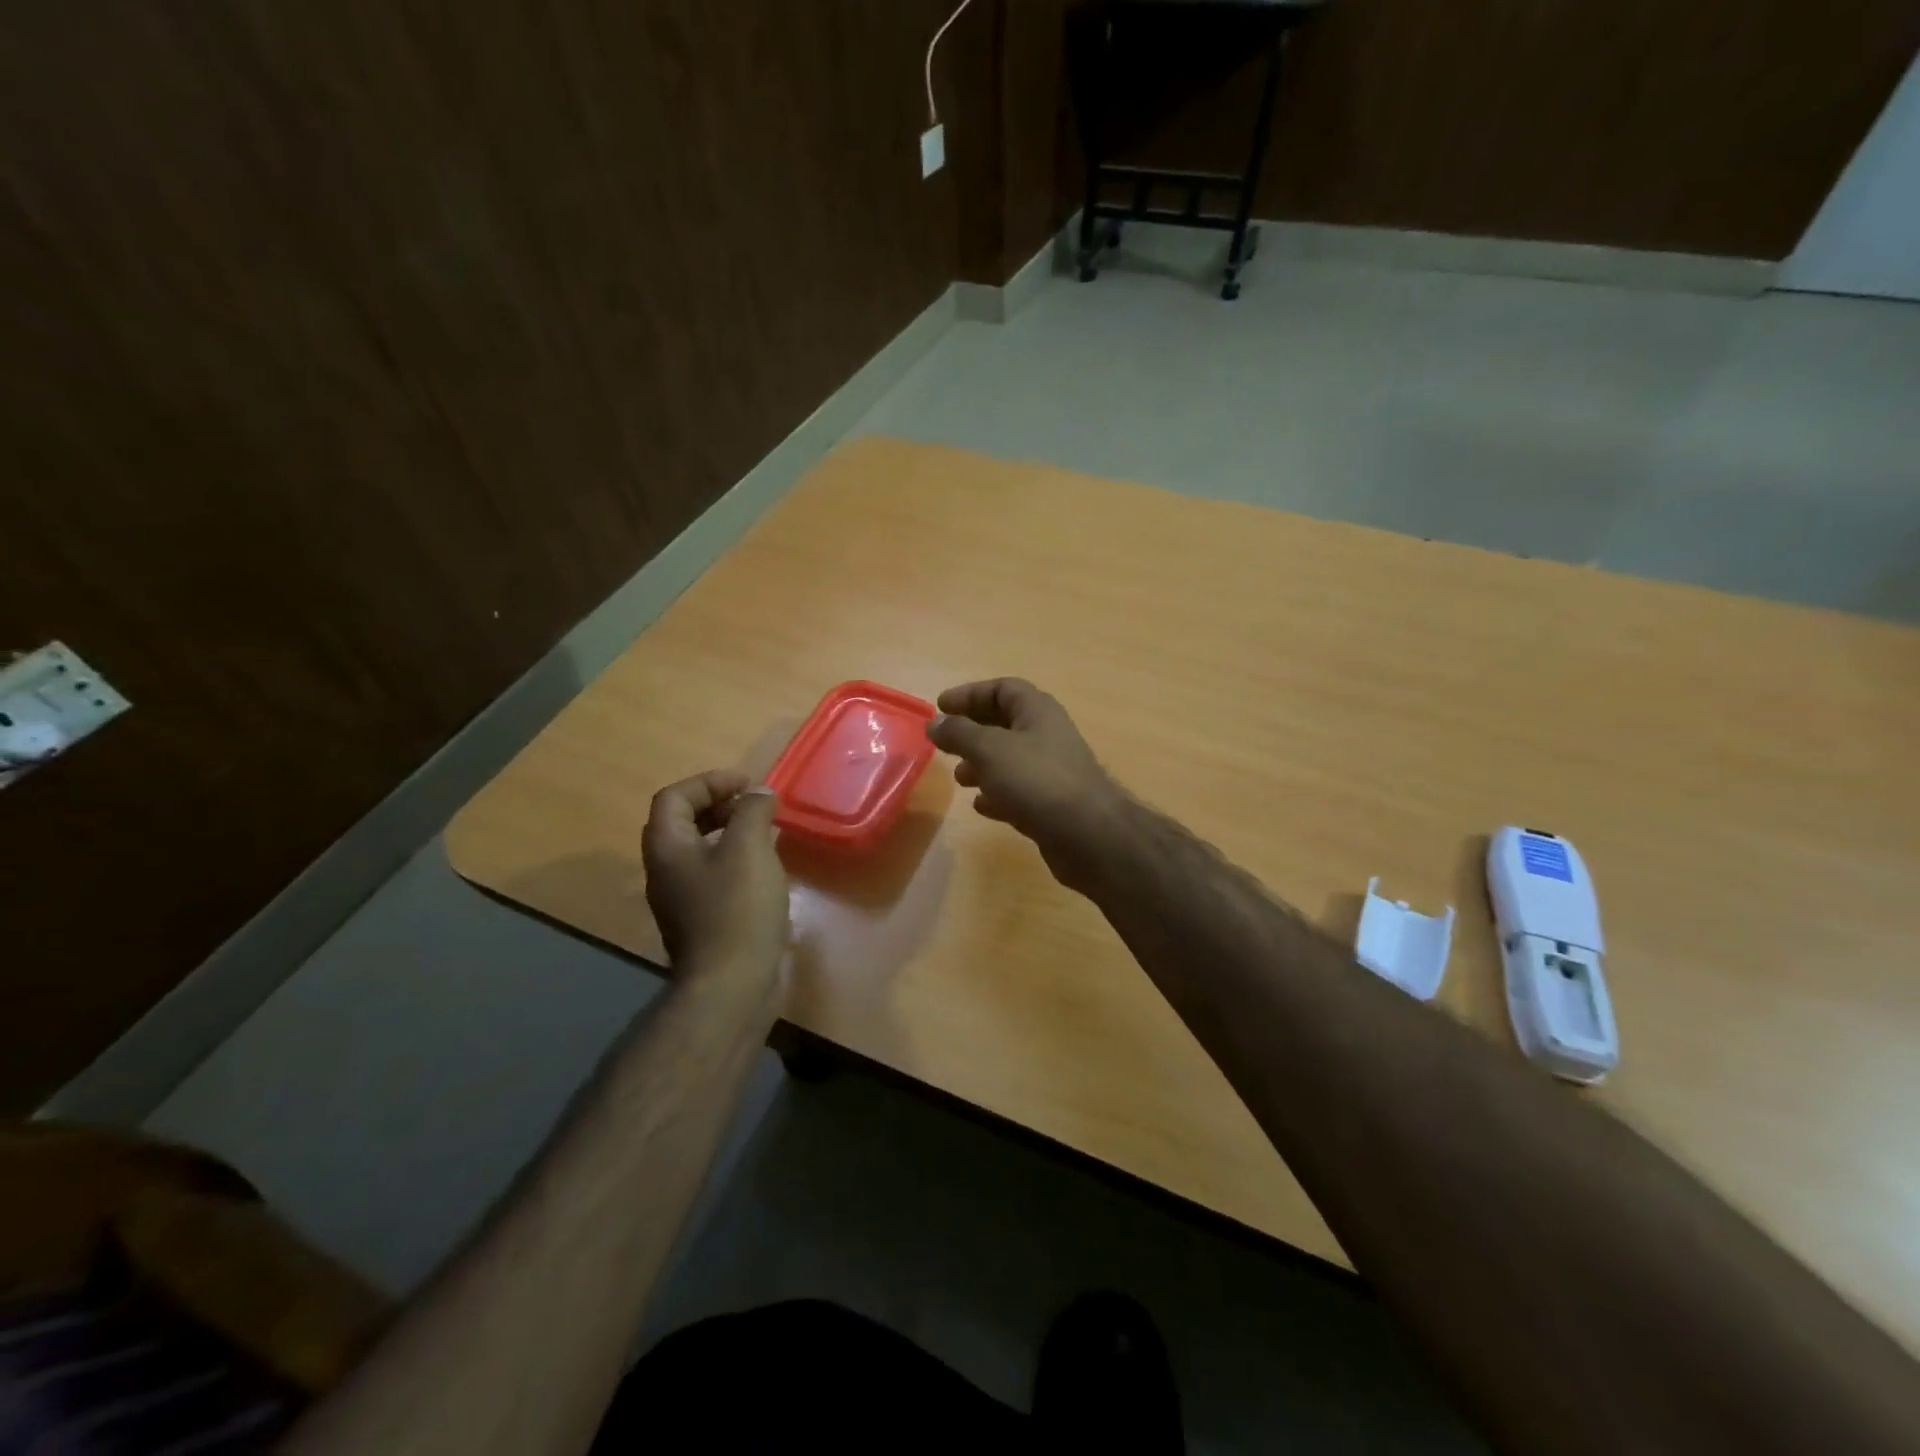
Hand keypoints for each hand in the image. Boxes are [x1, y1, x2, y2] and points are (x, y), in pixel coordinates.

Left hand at [642, 770, 790, 985]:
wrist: (731, 984)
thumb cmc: (737, 907)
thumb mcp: (749, 847)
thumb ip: (752, 811)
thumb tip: (758, 794)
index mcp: (667, 847)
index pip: (675, 797)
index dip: (710, 782)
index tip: (748, 784)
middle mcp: (663, 870)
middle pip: (681, 821)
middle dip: (718, 805)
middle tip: (754, 805)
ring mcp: (679, 899)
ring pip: (697, 850)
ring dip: (727, 832)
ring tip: (763, 832)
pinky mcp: (699, 920)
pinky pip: (711, 875)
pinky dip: (733, 859)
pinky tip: (763, 870)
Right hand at [926, 678, 1125, 887]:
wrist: (1087, 834)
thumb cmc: (1036, 779)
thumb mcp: (989, 749)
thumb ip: (959, 733)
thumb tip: (934, 722)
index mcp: (1037, 711)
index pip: (1002, 689)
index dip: (970, 694)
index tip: (940, 707)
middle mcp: (1047, 735)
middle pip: (1005, 723)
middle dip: (973, 731)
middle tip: (944, 743)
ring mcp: (1052, 771)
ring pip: (1010, 759)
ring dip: (982, 764)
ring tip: (959, 777)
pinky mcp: (1052, 804)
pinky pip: (1019, 791)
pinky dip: (997, 793)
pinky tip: (980, 805)